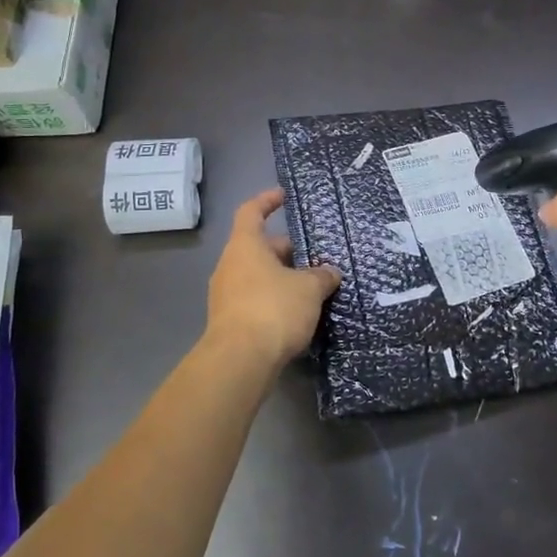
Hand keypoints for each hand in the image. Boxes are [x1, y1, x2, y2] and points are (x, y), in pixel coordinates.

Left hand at [205, 189, 341, 370]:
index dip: (267, 200)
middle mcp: (230, 266)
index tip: (284, 195)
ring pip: (259, 275)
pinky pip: (256, 299)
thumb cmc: (273, 309)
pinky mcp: (230, 321)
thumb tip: (330, 272)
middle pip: (259, 247)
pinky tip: (298, 314)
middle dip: (288, 250)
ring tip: (313, 287)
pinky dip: (275, 300)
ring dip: (283, 278)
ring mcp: (226, 295)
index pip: (251, 211)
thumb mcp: (309, 289)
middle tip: (317, 256)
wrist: (240, 361)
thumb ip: (322, 276)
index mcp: (245, 246)